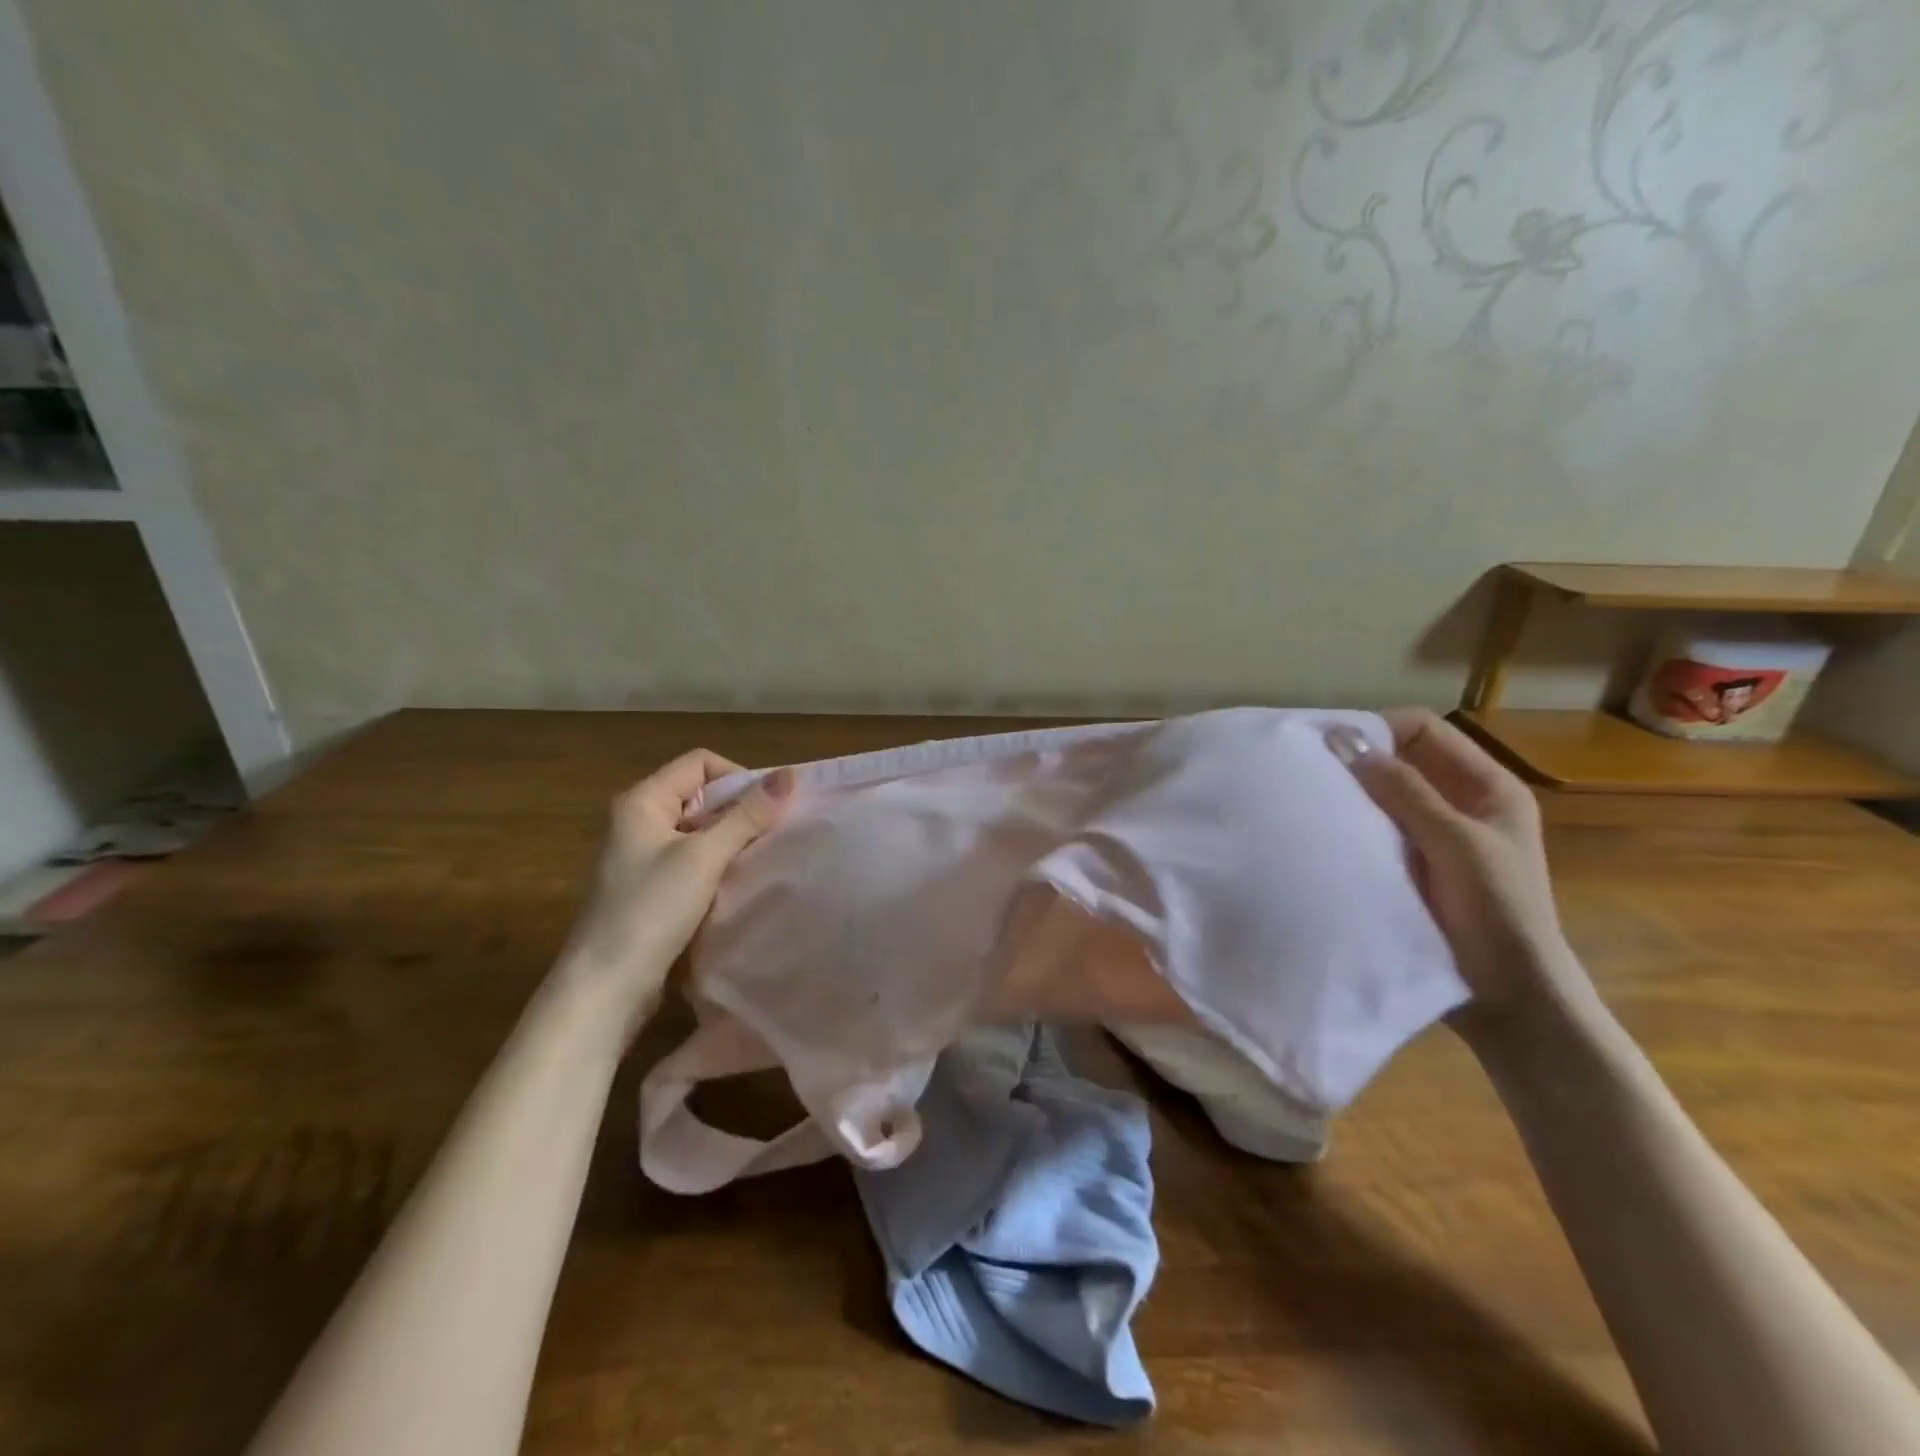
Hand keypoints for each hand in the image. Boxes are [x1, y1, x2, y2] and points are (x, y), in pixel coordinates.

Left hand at [557, 749, 792, 1038]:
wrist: (605, 988)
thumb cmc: (651, 911)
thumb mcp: (704, 857)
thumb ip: (747, 816)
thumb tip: (789, 775)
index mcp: (642, 801)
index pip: (700, 762)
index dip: (738, 777)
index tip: (767, 809)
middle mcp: (639, 820)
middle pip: (701, 795)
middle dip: (739, 810)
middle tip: (771, 835)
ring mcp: (643, 856)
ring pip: (700, 830)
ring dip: (731, 840)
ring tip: (760, 858)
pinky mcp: (651, 887)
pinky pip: (693, 860)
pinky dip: (717, 865)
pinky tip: (737, 883)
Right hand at [1327, 709, 1594, 1042]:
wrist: (1509, 1000)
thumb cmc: (1496, 913)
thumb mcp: (1456, 844)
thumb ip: (1404, 791)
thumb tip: (1344, 739)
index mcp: (1488, 788)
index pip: (1424, 731)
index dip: (1379, 729)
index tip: (1327, 745)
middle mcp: (1461, 805)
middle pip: (1402, 762)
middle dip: (1358, 762)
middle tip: (1308, 771)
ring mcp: (1436, 839)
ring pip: (1384, 798)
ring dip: (1352, 796)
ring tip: (1308, 800)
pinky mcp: (1413, 869)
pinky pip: (1376, 833)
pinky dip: (1352, 827)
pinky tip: (1322, 835)